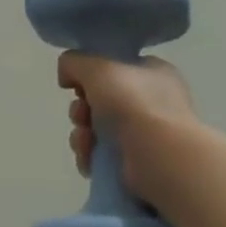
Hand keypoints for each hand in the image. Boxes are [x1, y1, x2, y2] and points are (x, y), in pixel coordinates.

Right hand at [58, 52, 198, 202]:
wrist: (159, 156)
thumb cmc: (133, 103)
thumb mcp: (97, 67)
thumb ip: (74, 62)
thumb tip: (66, 76)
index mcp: (153, 73)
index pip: (115, 68)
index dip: (91, 75)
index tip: (77, 83)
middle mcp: (152, 102)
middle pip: (100, 100)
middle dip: (81, 108)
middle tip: (81, 114)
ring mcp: (145, 135)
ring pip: (96, 129)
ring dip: (81, 134)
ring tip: (85, 140)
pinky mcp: (136, 164)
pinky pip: (101, 155)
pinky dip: (89, 155)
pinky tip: (88, 157)